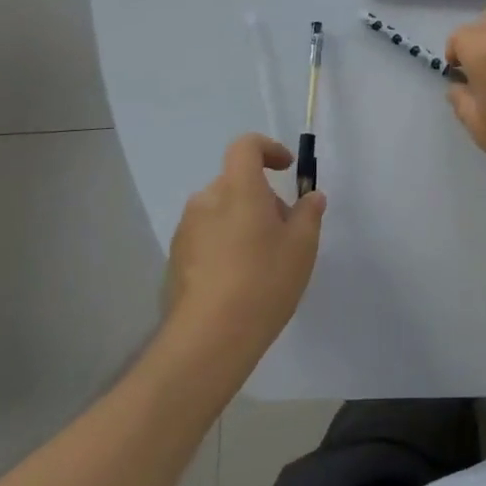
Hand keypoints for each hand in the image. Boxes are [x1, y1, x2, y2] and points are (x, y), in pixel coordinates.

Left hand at [165, 135, 324, 372]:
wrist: (209, 338)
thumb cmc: (263, 281)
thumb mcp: (302, 246)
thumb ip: (308, 213)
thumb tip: (310, 197)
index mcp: (238, 188)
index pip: (246, 146)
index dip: (268, 149)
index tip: (286, 169)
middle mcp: (207, 200)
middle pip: (236, 182)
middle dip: (261, 197)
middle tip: (284, 231)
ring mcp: (186, 230)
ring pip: (220, 211)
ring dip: (242, 221)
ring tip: (263, 260)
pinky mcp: (175, 259)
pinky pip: (206, 237)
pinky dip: (224, 244)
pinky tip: (239, 280)